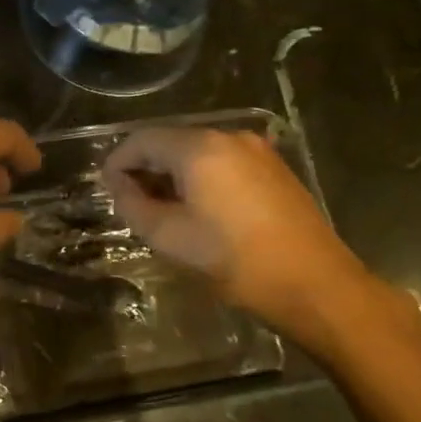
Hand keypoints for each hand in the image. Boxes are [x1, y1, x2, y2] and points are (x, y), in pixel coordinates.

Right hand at [101, 127, 375, 349]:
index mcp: (199, 148)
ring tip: (163, 209)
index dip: (118, 162)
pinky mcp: (275, 169)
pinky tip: (200, 209)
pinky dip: (202, 178)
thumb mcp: (168, 237)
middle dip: (146, 167)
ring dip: (174, 174)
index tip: (107, 189)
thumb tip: (119, 185)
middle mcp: (228, 137)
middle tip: (131, 202)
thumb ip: (132, 205)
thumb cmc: (232, 260)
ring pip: (199, 152)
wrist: (314, 284)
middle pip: (171, 141)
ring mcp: (257, 151)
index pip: (142, 140)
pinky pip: (224, 162)